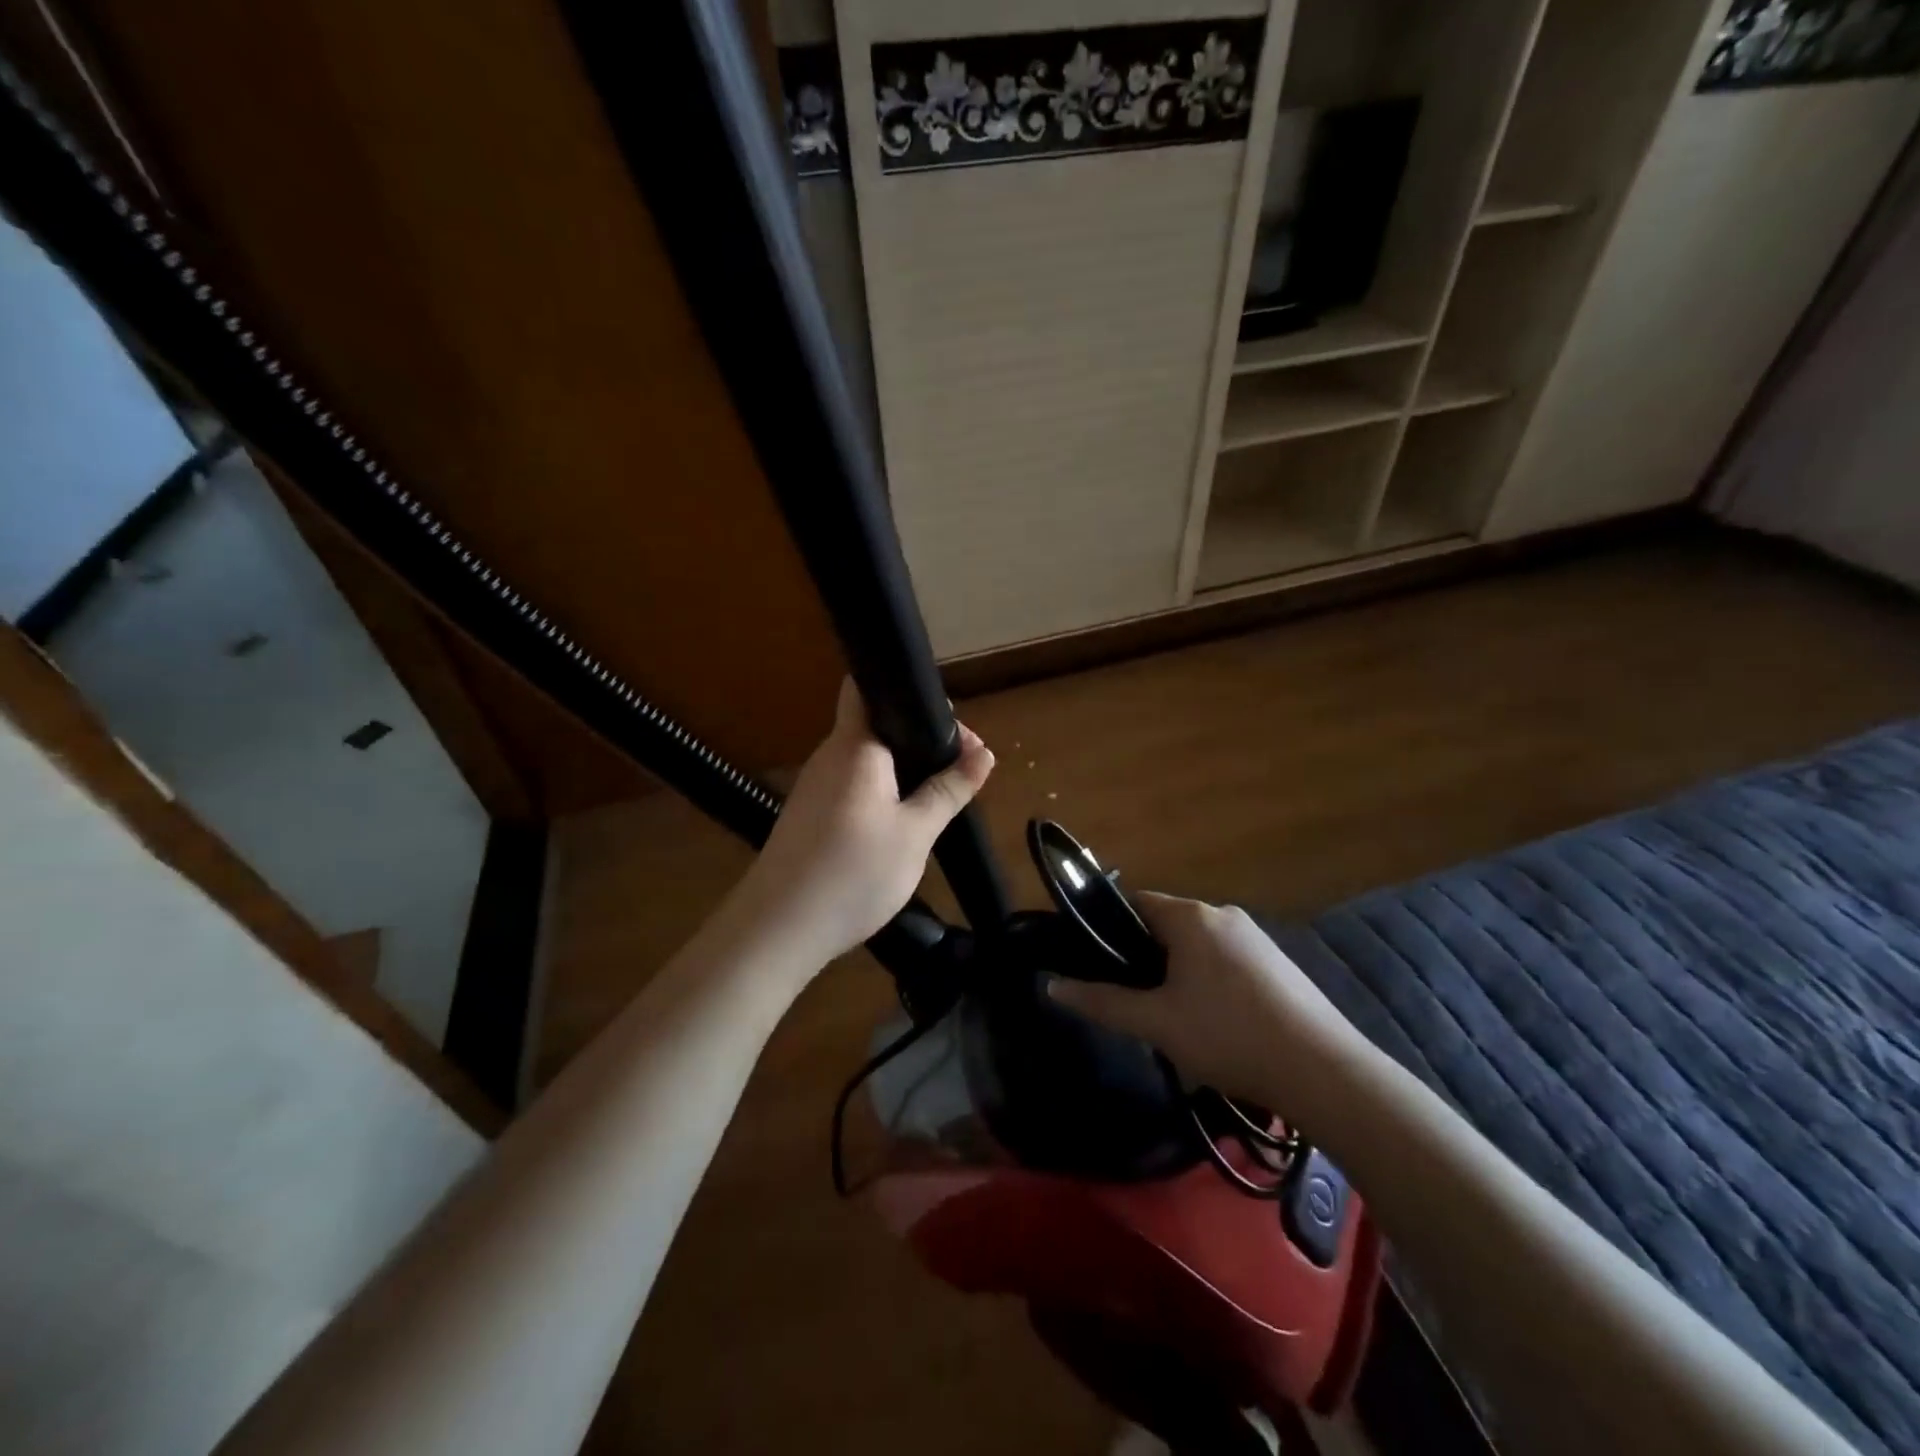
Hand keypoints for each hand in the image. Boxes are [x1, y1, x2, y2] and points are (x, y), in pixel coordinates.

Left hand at [732, 679, 993, 968]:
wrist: (779, 929)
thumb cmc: (852, 873)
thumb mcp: (915, 834)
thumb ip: (948, 791)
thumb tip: (984, 753)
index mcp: (853, 746)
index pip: (866, 686)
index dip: (908, 692)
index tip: (951, 726)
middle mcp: (829, 756)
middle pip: (874, 725)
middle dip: (919, 738)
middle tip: (959, 767)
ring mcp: (814, 787)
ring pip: (866, 760)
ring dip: (902, 769)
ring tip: (938, 795)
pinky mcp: (809, 815)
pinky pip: (853, 786)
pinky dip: (881, 792)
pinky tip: (901, 822)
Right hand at [1048, 892, 1368, 1113]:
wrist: (1324, 1072)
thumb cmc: (1228, 1036)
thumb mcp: (1156, 1023)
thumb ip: (1102, 1002)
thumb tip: (1053, 986)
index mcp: (1191, 916)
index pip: (1135, 902)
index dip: (1109, 928)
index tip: (1094, 962)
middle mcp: (1223, 914)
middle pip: (1166, 924)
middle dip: (1144, 956)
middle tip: (1134, 1000)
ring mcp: (1256, 938)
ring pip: (1197, 945)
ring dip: (1177, 972)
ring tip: (1172, 1019)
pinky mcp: (1278, 964)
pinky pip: (1226, 960)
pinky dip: (1209, 981)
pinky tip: (1215, 1024)